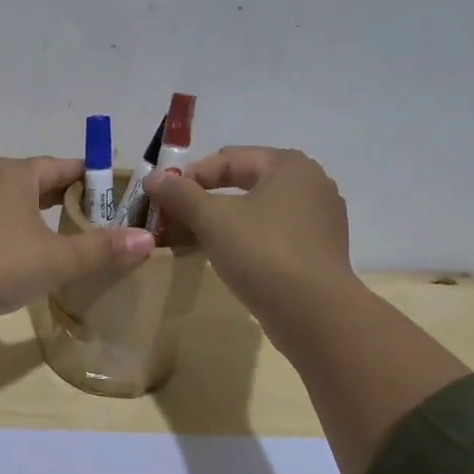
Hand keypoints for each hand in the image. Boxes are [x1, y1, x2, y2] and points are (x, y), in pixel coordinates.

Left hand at [0, 156, 154, 317]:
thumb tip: (147, 239)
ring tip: (54, 236)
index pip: (62, 166)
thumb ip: (101, 249)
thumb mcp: (58, 259)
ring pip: (8, 201)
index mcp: (15, 174)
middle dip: (61, 196)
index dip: (89, 178)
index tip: (111, 192)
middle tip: (89, 218)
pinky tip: (14, 253)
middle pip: (34, 181)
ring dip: (31, 214)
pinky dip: (7, 230)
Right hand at [144, 147, 355, 328]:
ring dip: (225, 220)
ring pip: (259, 210)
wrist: (314, 314)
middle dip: (206, 198)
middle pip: (245, 181)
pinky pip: (274, 234)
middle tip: (176, 217)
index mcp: (290, 165)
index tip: (163, 199)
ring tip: (196, 238)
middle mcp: (312, 184)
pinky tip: (228, 257)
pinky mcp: (320, 252)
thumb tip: (153, 179)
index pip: (228, 159)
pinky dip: (247, 239)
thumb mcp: (212, 219)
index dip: (190, 176)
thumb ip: (180, 194)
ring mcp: (320, 220)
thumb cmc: (263, 252)